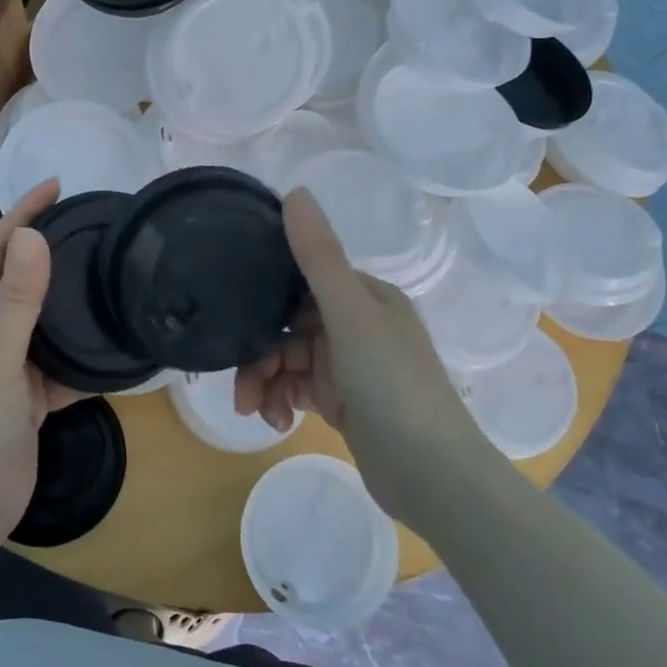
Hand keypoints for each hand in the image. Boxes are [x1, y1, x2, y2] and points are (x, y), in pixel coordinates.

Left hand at [0, 179, 78, 551]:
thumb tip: (31, 235)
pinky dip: (82, 349)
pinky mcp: (31, 392)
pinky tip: (110, 339)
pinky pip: (60, 359)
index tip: (55, 186)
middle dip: (45, 247)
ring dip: (67, 296)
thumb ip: (17, 299)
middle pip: (17, 279)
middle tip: (86, 221)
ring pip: (42, 318)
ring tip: (103, 269)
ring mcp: (9, 363)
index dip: (19, 215)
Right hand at [234, 189, 480, 523]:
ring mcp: (352, 365)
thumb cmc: (392, 385)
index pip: (301, 282)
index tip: (233, 319)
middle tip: (240, 388)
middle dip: (260, 355)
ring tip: (255, 411)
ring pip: (290, 360)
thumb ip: (318, 256)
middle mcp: (359, 323)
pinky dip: (283, 401)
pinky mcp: (345, 401)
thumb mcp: (350, 316)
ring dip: (267, 383)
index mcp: (366, 296)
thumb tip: (295, 191)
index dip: (265, 299)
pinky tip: (276, 422)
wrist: (432, 476)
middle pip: (289, 326)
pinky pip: (300, 389)